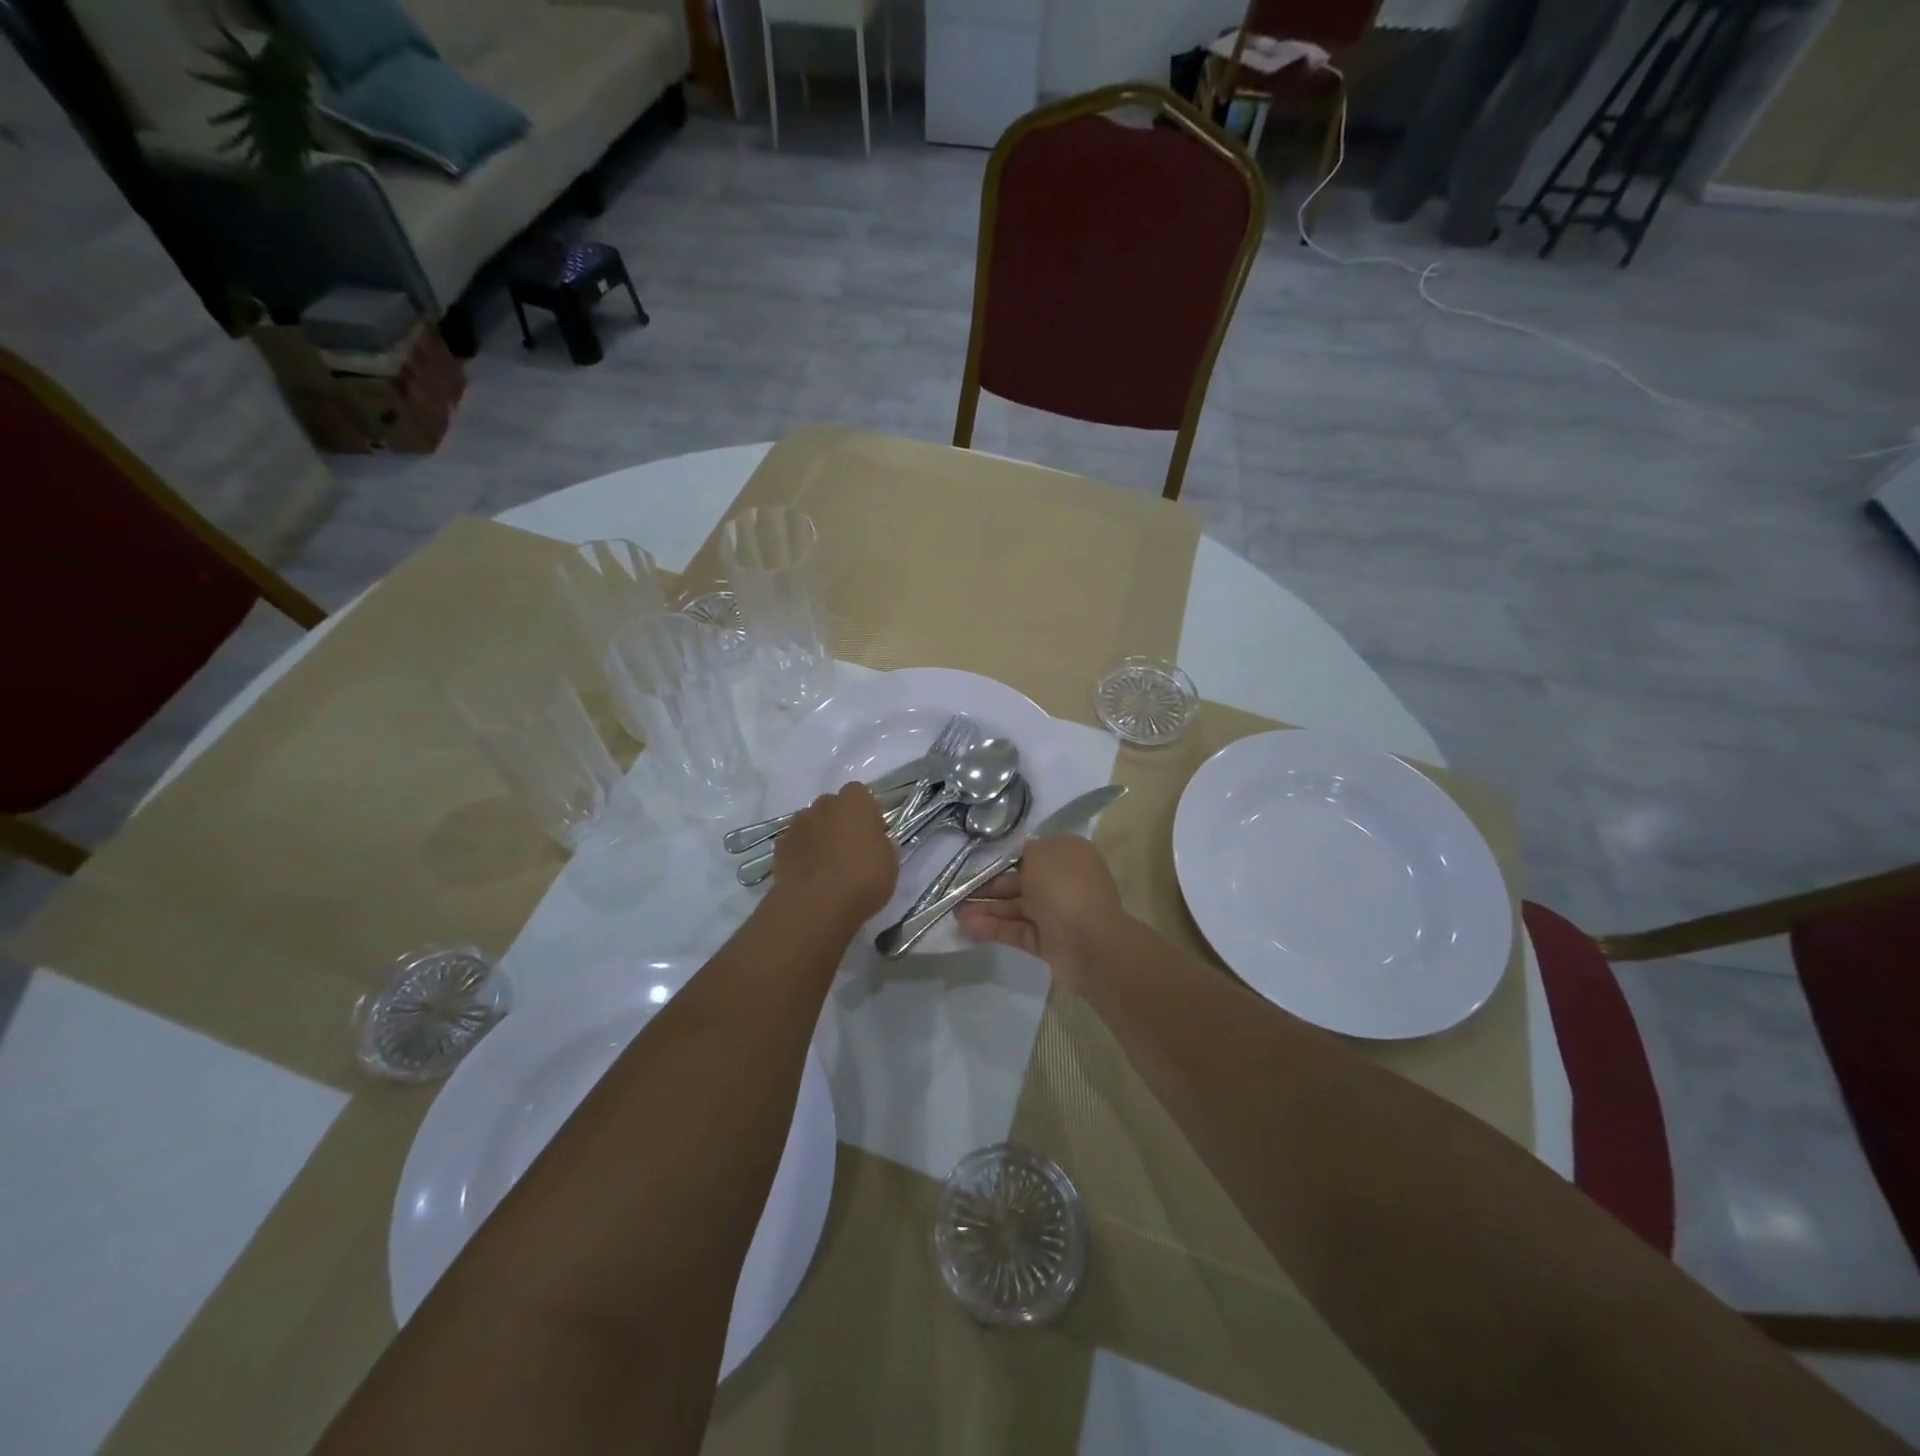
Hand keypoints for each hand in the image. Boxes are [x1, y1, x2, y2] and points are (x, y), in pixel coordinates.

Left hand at [772, 782, 898, 928]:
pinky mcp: (779, 846)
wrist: (816, 904)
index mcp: (855, 802)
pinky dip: (800, 853)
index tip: (871, 833)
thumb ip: (879, 842)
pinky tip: (808, 875)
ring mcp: (798, 824)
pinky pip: (794, 843)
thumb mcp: (889, 861)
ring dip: (818, 836)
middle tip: (849, 849)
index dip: (865, 812)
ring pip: (810, 823)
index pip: (859, 793)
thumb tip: (871, 840)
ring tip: (826, 865)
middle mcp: (824, 804)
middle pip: (832, 805)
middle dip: (839, 821)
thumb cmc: (863, 878)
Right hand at [955, 835, 1124, 985]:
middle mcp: (1064, 881)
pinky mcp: (1047, 941)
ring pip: (1015, 907)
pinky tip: (967, 927)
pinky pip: (1016, 930)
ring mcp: (1056, 913)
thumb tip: (1019, 854)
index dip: (1002, 857)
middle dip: (988, 886)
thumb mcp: (1040, 853)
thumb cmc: (1064, 886)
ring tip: (954, 912)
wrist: (1090, 943)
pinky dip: (993, 927)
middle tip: (956, 890)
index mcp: (1068, 854)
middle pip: (1019, 880)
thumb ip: (1023, 851)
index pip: (1031, 852)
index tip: (975, 861)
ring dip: (985, 908)